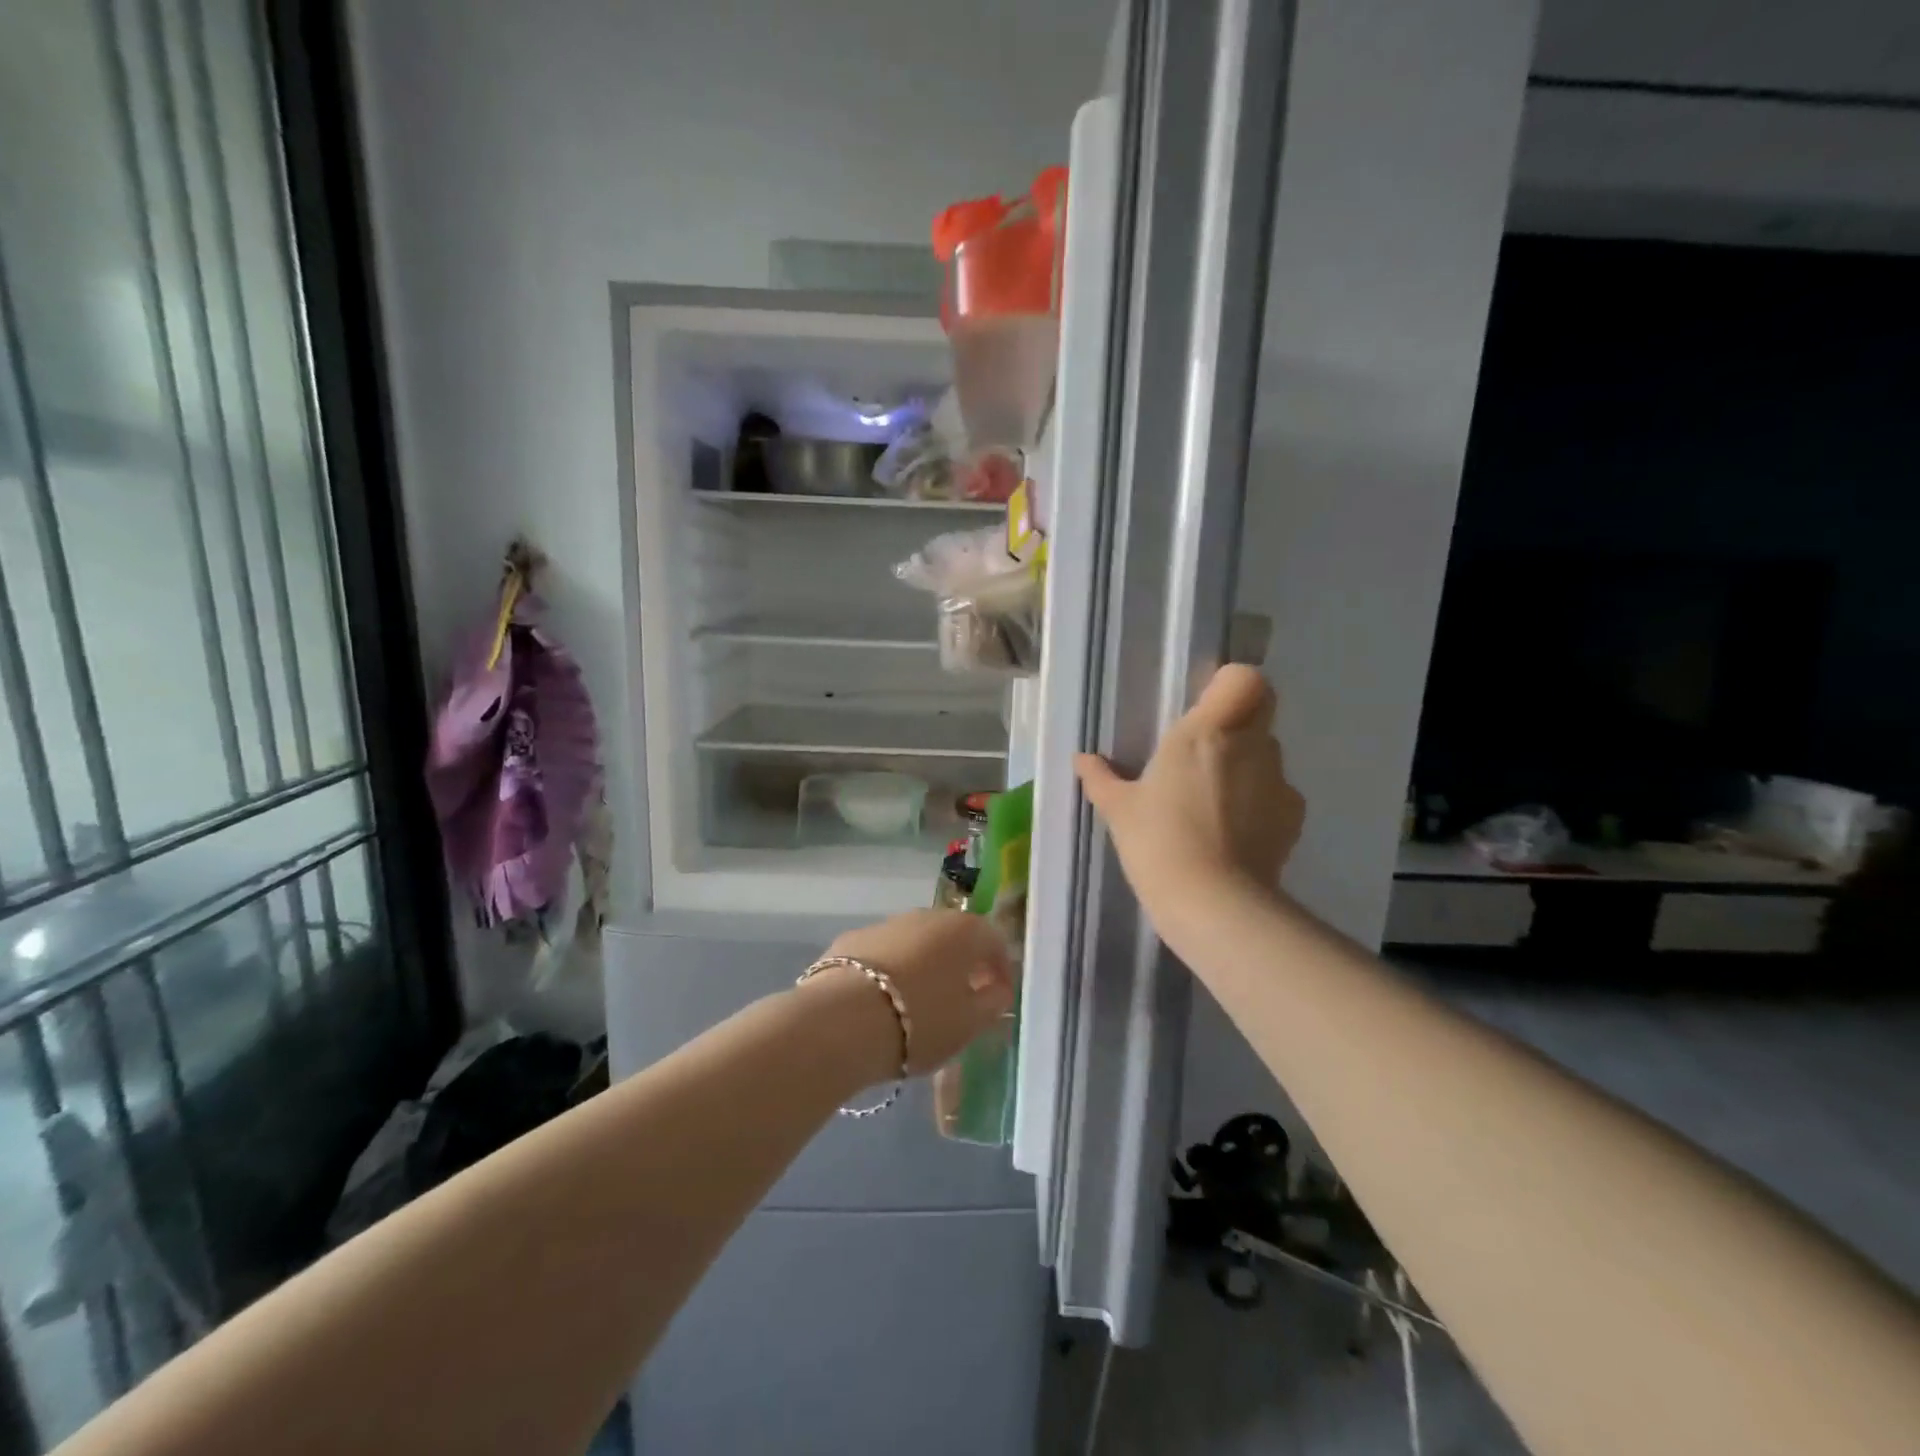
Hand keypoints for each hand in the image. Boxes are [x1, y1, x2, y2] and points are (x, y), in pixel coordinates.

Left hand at [807, 910, 1015, 1083]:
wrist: (841, 1021)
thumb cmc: (920, 1021)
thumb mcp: (969, 1024)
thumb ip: (992, 1003)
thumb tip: (998, 990)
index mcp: (963, 930)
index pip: (994, 941)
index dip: (1001, 969)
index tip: (999, 998)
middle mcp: (926, 916)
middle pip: (952, 937)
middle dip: (961, 964)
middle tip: (961, 999)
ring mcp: (886, 924)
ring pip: (915, 943)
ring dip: (923, 965)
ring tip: (918, 1003)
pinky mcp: (850, 939)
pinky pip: (882, 954)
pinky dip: (889, 971)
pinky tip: (881, 1002)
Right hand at [1075, 664, 1303, 932]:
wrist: (1212, 903)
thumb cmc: (1158, 841)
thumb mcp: (1118, 810)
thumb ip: (1101, 779)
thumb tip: (1083, 760)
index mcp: (1208, 731)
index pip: (1245, 679)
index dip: (1230, 685)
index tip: (1205, 706)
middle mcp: (1251, 746)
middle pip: (1260, 711)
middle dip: (1237, 724)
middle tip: (1203, 753)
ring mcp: (1278, 783)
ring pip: (1267, 755)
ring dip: (1245, 766)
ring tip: (1211, 803)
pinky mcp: (1293, 819)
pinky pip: (1276, 795)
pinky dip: (1258, 804)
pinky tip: (1231, 833)